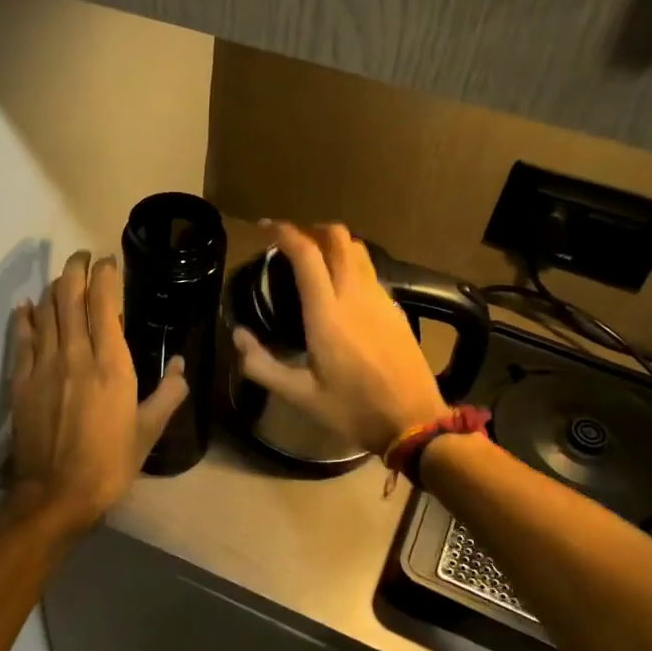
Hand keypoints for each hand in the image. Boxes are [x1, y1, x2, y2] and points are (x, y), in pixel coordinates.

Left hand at [8, 251, 189, 534]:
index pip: (104, 304)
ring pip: (46, 312)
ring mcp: (44, 365)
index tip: (108, 260)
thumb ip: (169, 394)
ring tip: (62, 278)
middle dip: (75, 270)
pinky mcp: (21, 381)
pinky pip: (21, 338)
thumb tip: (183, 365)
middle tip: (82, 257)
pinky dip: (24, 317)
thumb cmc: (109, 463)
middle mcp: (76, 354)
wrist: (56, 494)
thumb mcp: (149, 431)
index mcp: (111, 364)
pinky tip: (26, 306)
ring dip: (53, 288)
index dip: (105, 276)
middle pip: (70, 297)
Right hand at [232, 222, 446, 456]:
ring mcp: (380, 299)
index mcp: (327, 314)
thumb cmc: (353, 410)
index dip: (284, 232)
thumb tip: (239, 336)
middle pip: (338, 238)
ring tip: (315, 257)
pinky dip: (351, 263)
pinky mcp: (395, 309)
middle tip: (291, 241)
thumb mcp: (300, 396)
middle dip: (312, 229)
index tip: (266, 229)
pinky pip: (370, 271)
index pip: (306, 254)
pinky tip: (341, 286)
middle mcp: (355, 295)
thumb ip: (262, 365)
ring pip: (358, 250)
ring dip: (334, 243)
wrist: (413, 421)